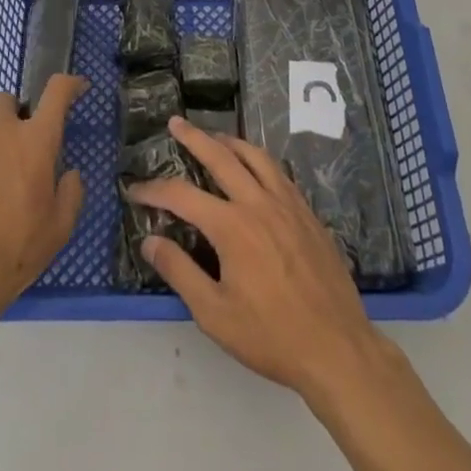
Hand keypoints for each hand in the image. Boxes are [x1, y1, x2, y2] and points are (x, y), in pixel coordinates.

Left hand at [0, 75, 87, 328]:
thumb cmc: (18, 247)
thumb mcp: (60, 227)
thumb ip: (71, 192)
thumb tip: (68, 175)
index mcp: (35, 141)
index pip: (56, 92)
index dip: (70, 84)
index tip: (79, 88)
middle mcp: (2, 136)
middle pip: (7, 100)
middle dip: (18, 112)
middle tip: (29, 145)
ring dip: (0, 149)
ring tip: (7, 192)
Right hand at [127, 116, 389, 397]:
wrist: (336, 348)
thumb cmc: (270, 336)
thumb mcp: (214, 314)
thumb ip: (179, 272)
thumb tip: (150, 241)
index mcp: (231, 226)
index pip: (182, 196)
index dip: (154, 190)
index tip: (134, 190)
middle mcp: (257, 202)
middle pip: (220, 156)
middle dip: (194, 137)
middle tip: (176, 123)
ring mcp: (286, 203)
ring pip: (254, 156)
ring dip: (230, 141)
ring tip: (215, 136)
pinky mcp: (307, 212)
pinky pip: (278, 172)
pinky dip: (259, 159)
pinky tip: (255, 167)